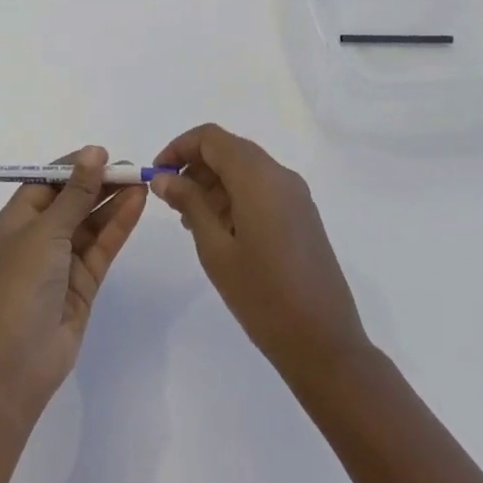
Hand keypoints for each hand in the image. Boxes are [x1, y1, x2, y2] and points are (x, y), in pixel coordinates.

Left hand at [0, 146, 147, 421]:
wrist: (16, 361)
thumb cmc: (21, 284)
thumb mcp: (47, 230)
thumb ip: (76, 192)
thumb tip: (93, 152)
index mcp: (17, 220)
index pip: (47, 182)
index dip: (74, 166)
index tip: (103, 154)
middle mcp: (39, 237)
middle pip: (73, 200)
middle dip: (99, 183)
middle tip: (132, 166)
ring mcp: (62, 261)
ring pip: (91, 222)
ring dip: (113, 201)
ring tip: (141, 180)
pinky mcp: (83, 282)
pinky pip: (102, 245)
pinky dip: (118, 224)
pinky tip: (137, 203)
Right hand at [152, 124, 369, 382]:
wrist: (325, 345)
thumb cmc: (263, 296)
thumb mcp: (215, 249)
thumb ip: (189, 203)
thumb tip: (164, 176)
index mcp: (258, 176)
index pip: (211, 137)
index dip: (179, 148)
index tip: (157, 175)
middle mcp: (279, 175)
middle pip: (229, 149)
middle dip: (196, 167)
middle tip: (171, 202)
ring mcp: (295, 195)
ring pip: (246, 169)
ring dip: (214, 183)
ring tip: (192, 222)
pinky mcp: (302, 215)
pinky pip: (262, 188)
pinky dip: (236, 196)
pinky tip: (221, 232)